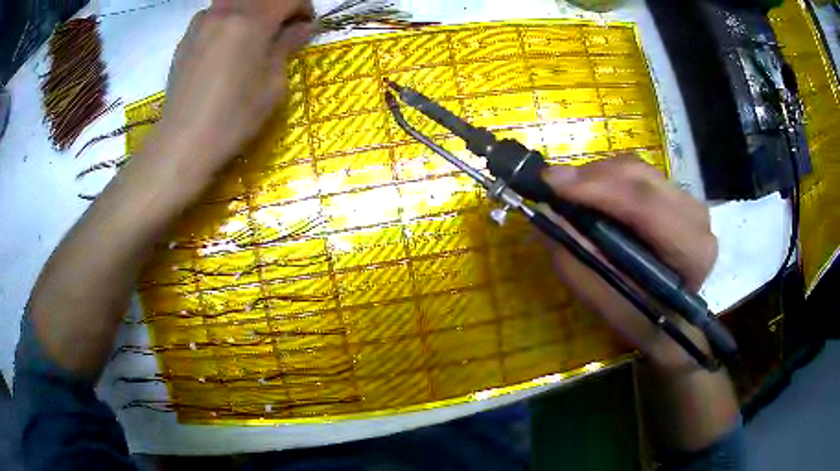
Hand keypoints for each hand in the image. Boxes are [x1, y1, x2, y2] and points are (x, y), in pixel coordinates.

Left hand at [157, 0, 313, 174]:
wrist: (182, 144)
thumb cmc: (233, 118)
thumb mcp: (273, 84)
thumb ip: (288, 45)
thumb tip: (304, 27)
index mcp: (251, 20)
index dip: (304, 7)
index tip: (306, 26)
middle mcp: (225, 11)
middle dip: (277, 6)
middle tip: (282, 28)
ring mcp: (201, 23)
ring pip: (234, 1)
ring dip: (251, 9)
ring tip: (253, 35)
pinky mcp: (185, 38)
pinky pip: (213, 15)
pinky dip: (228, 20)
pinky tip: (226, 46)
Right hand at [542, 157, 717, 369]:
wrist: (673, 320)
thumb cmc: (645, 322)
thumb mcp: (610, 307)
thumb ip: (582, 265)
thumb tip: (549, 215)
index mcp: (692, 252)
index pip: (646, 206)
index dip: (598, 190)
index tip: (551, 185)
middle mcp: (697, 217)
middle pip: (640, 178)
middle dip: (591, 178)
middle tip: (551, 186)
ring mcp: (688, 201)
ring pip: (637, 169)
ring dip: (597, 175)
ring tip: (568, 193)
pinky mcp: (676, 193)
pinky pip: (637, 173)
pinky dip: (607, 178)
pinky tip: (590, 193)